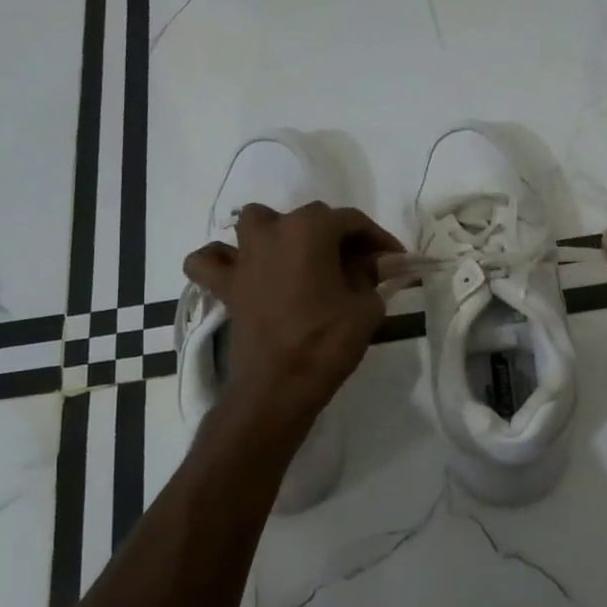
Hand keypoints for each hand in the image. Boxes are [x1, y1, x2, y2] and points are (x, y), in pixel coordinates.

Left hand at [183, 202, 402, 435]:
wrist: (278, 387)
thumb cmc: (327, 342)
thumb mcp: (366, 307)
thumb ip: (371, 277)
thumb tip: (370, 266)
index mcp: (310, 229)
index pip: (352, 221)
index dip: (378, 239)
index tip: (395, 260)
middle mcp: (273, 231)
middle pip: (310, 218)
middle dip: (338, 237)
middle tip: (361, 266)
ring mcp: (244, 257)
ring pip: (257, 222)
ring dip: (278, 231)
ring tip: (298, 256)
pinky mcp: (225, 285)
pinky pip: (211, 261)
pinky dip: (222, 260)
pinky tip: (241, 270)